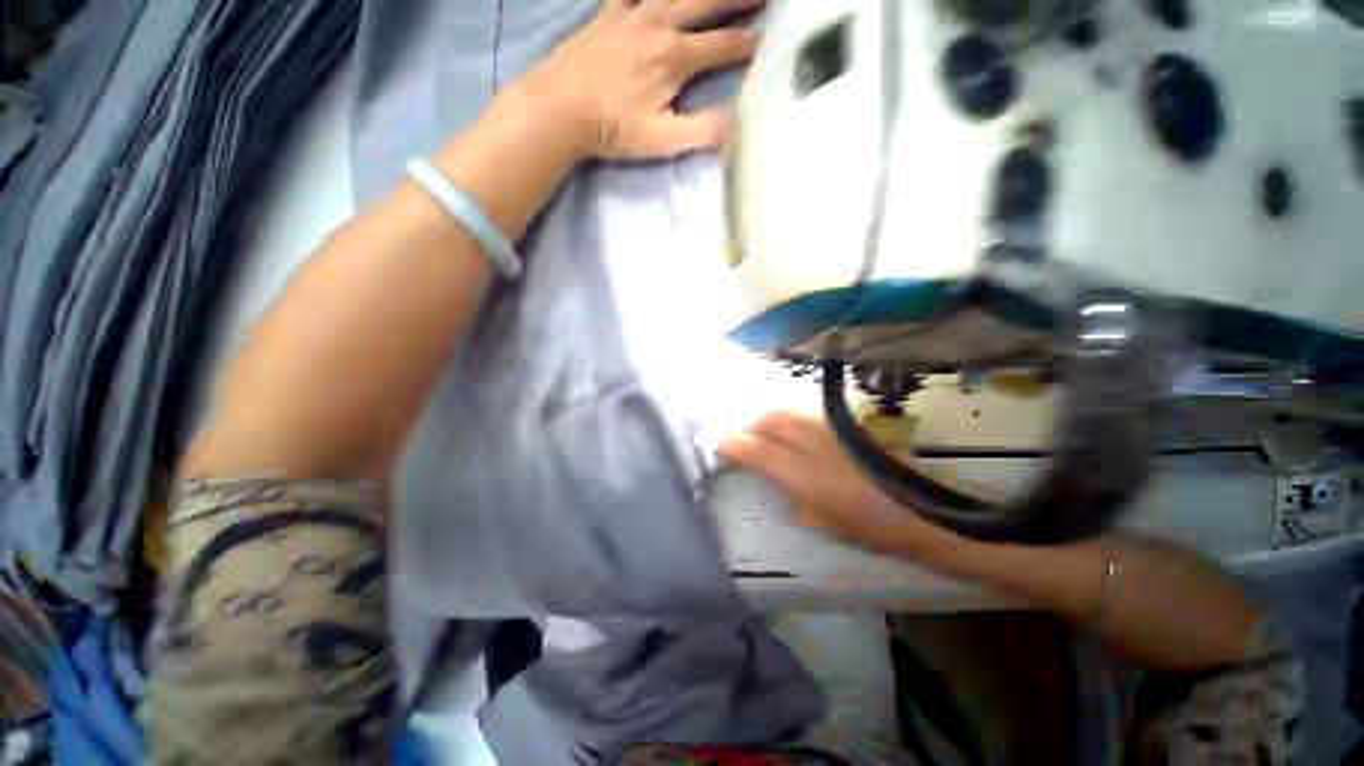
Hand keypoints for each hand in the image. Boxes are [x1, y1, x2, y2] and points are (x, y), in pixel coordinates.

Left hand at [523, 0, 762, 159]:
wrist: (559, 108)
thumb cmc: (612, 129)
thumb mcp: (662, 141)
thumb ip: (702, 132)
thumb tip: (739, 125)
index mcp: (676, 58)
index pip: (724, 46)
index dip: (750, 43)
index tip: (770, 41)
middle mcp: (660, 25)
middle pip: (707, 3)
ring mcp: (632, 13)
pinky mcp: (609, 13)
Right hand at [720, 412, 961, 557]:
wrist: (919, 508)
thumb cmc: (866, 525)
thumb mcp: (816, 518)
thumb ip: (785, 490)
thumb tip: (768, 470)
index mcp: (802, 473)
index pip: (753, 448)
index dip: (732, 446)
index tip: (723, 451)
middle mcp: (811, 441)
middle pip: (767, 419)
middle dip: (750, 427)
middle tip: (747, 442)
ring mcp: (828, 427)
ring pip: (785, 411)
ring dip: (769, 421)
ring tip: (767, 436)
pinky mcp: (843, 422)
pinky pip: (804, 412)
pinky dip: (790, 420)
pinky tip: (794, 433)